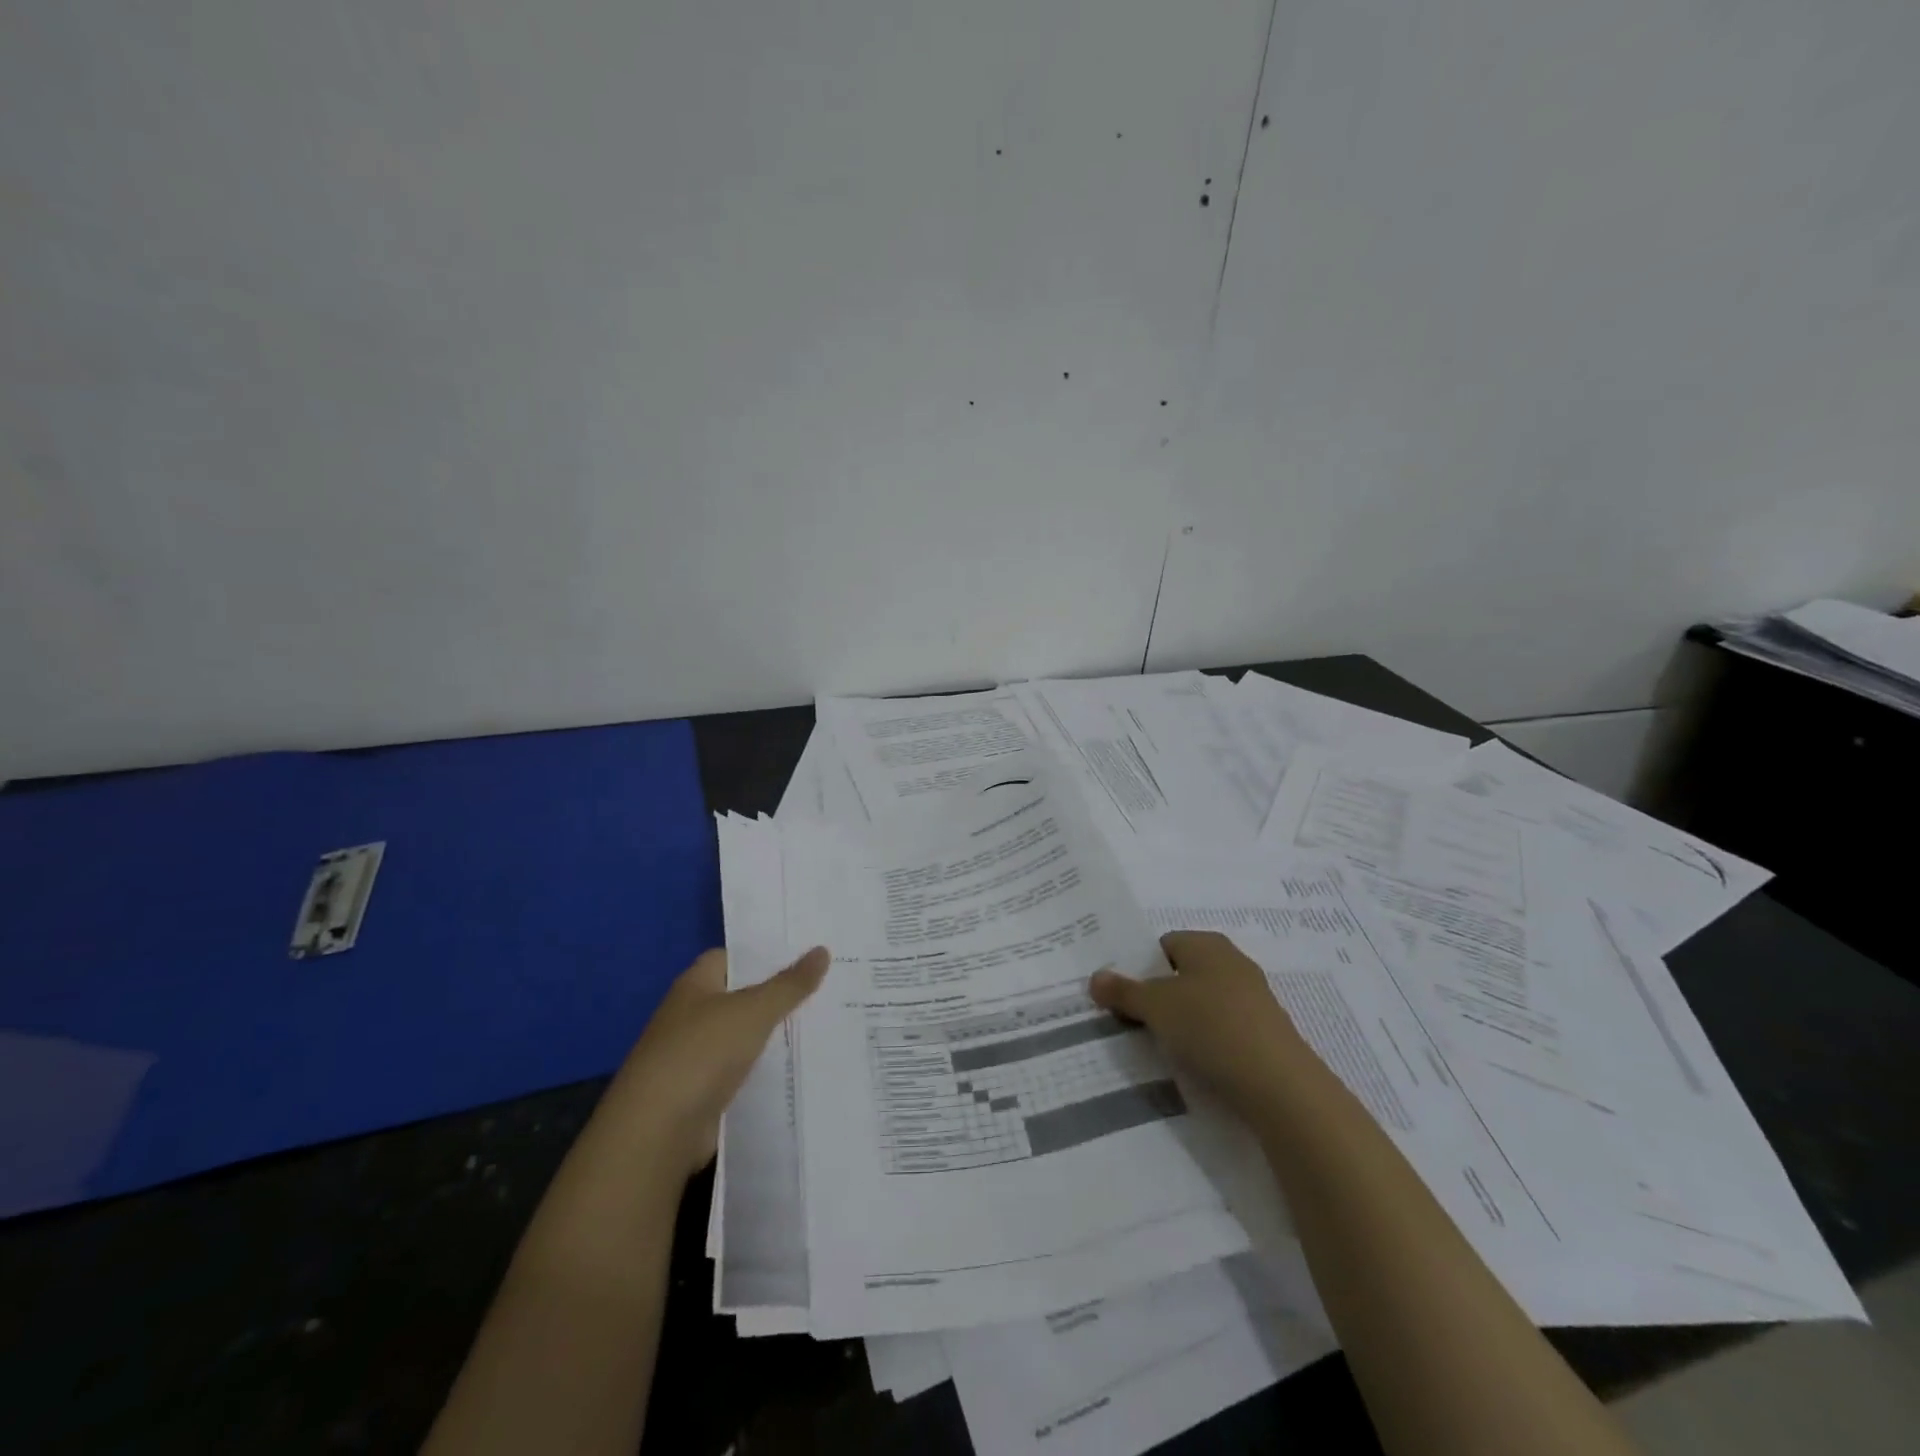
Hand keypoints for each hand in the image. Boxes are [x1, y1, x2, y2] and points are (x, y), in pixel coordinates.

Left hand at [598, 946, 830, 1181]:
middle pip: (741, 998)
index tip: (805, 954)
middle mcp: (691, 1016)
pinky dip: (765, 1071)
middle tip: (827, 987)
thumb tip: (822, 950)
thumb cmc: (701, 1053)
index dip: (764, 954)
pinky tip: (799, 1069)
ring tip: (824, 1026)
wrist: (657, 1132)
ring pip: (744, 1038)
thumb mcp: (754, 1011)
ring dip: (774, 1036)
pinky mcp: (702, 1095)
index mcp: (694, 985)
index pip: (731, 958)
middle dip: (778, 995)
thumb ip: (790, 984)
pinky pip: (742, 1073)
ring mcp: (694, 1058)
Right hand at [1090, 931, 1307, 1121]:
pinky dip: (1205, 1042)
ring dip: (1181, 1021)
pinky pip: (1221, 1029)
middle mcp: (1232, 962)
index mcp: (1207, 943)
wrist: (1280, 1085)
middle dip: (1158, 995)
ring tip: (1157, 1045)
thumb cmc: (1211, 1027)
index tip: (1120, 993)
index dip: (1139, 966)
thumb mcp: (1155, 1007)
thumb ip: (1123, 991)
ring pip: (1202, 1003)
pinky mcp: (1263, 1033)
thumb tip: (1095, 977)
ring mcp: (1252, 999)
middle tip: (1130, 1019)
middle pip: (1182, 973)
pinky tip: (1193, 1062)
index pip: (1163, 944)